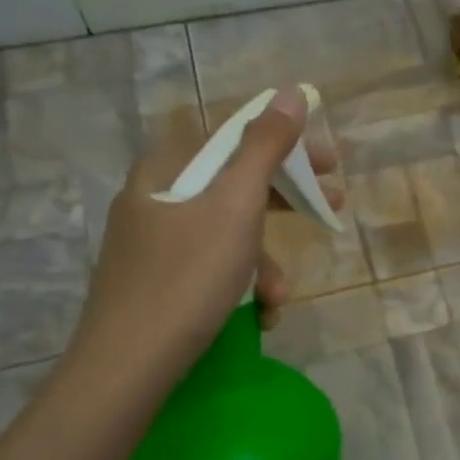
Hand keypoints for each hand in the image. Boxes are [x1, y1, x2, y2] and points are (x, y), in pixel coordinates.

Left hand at [70, 87, 341, 384]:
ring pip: (228, 235)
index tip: (329, 164)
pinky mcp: (156, 282)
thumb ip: (266, 147)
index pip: (236, 138)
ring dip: (265, 265)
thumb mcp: (235, 205)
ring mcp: (152, 243)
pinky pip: (211, 268)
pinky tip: (257, 317)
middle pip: (236, 185)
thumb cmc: (187, 277)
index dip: (288, 146)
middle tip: (331, 211)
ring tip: (277, 301)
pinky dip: (240, 286)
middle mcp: (155, 197)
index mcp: (166, 168)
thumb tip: (292, 93)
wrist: (127, 367)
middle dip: (287, 207)